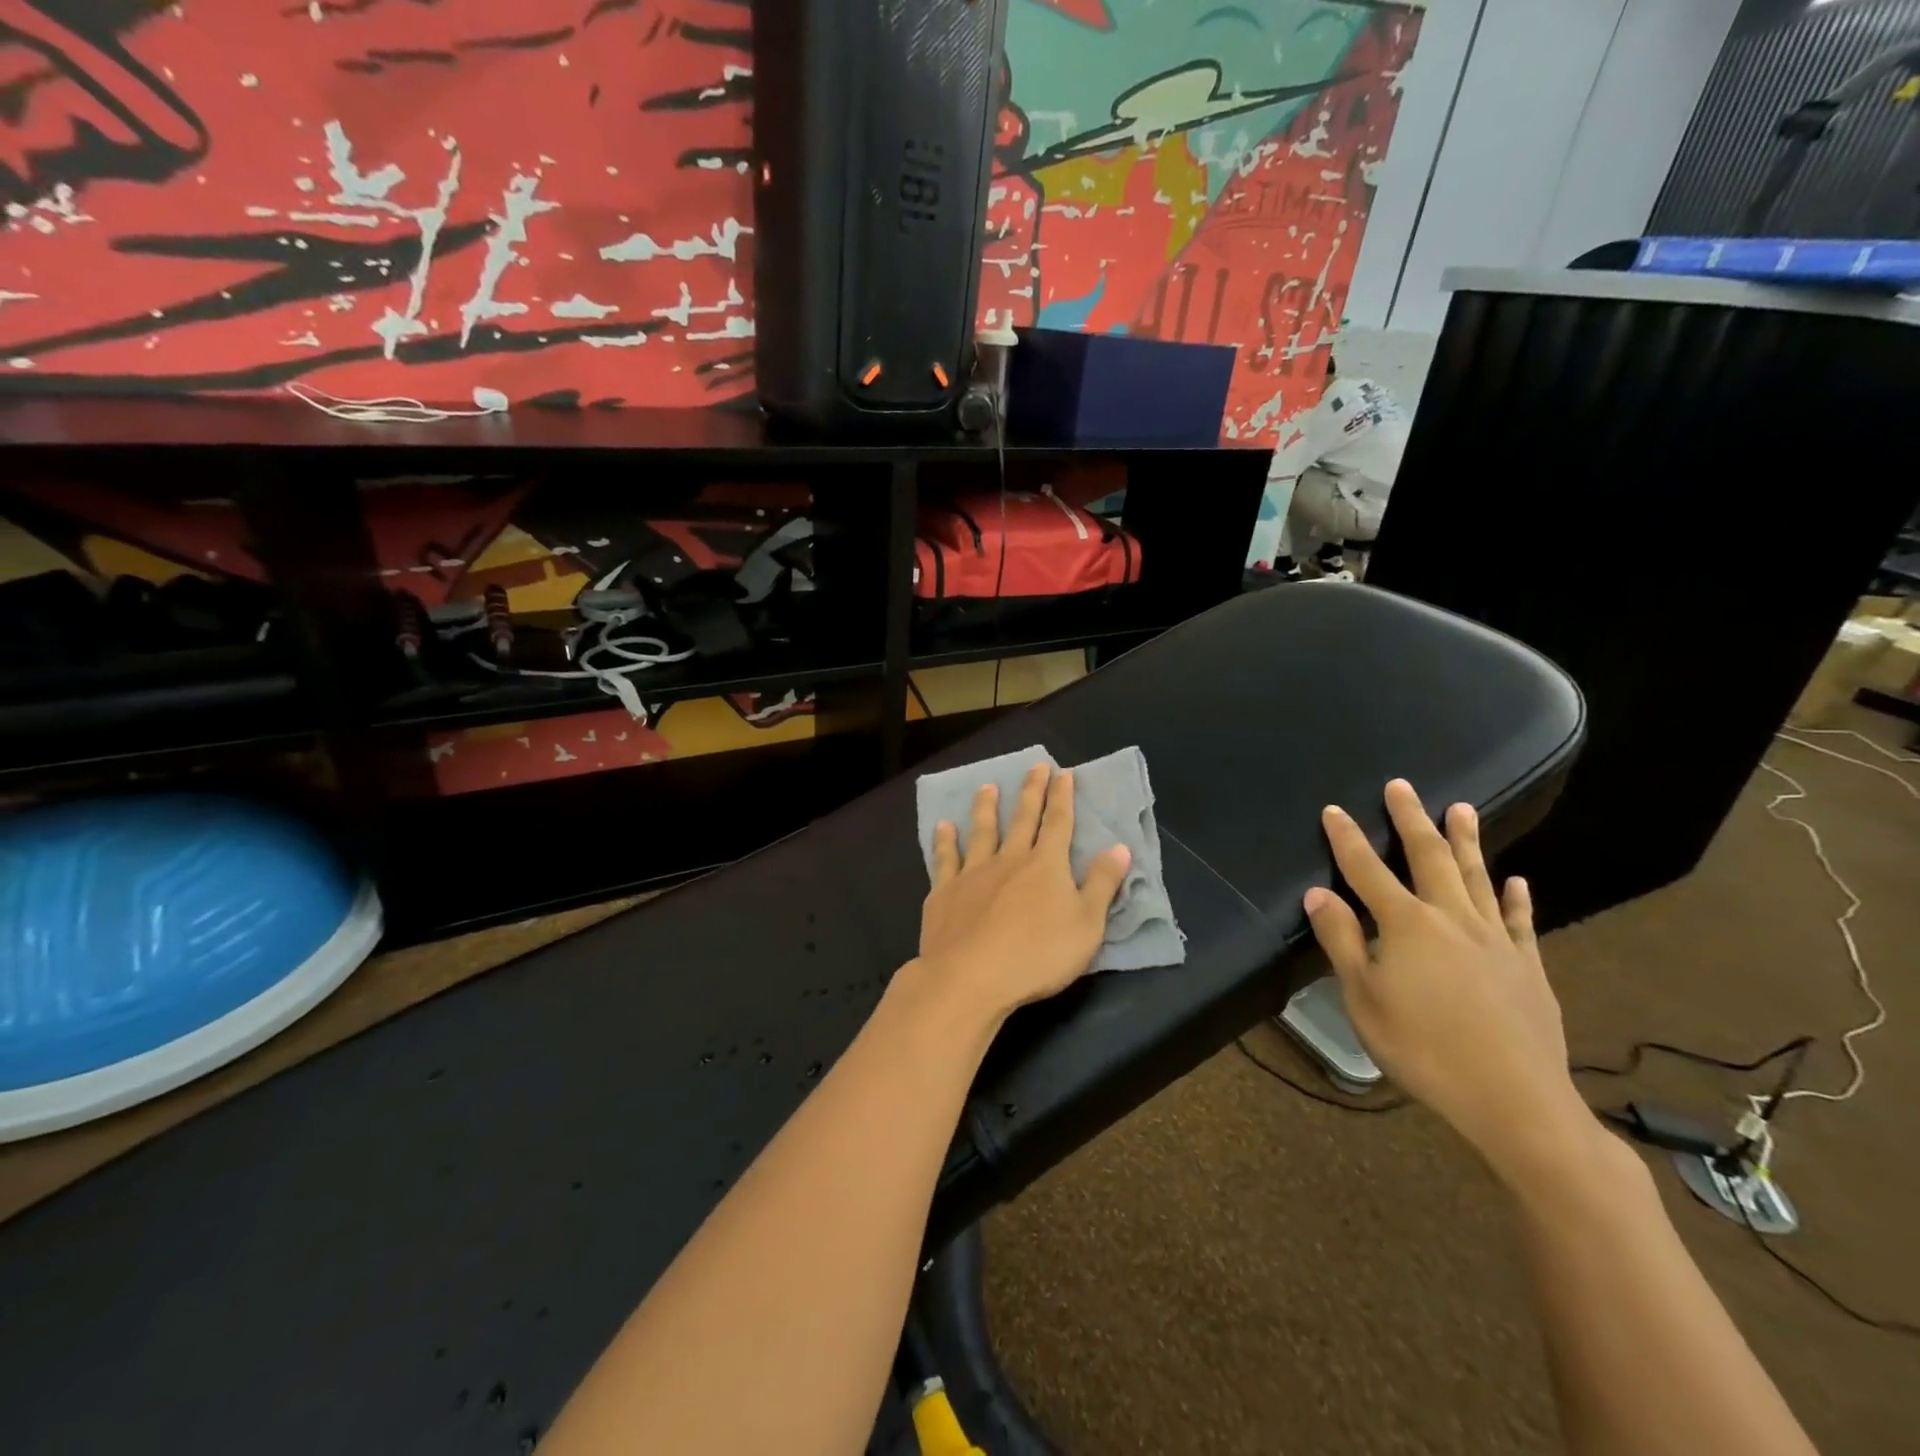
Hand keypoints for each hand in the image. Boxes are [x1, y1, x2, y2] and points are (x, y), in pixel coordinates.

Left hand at [917, 762, 1131, 1024]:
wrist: (971, 976)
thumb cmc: (1038, 954)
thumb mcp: (1086, 924)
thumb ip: (1102, 884)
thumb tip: (1119, 847)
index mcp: (1046, 866)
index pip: (1058, 823)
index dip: (1062, 798)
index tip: (1063, 773)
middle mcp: (1010, 860)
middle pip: (1022, 819)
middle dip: (1031, 792)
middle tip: (1034, 766)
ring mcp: (974, 873)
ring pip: (982, 832)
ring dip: (986, 808)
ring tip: (987, 787)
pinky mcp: (945, 892)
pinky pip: (945, 859)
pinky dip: (945, 841)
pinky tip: (943, 827)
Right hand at [1304, 779, 1591, 1187]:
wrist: (1515, 1102)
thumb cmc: (1423, 1050)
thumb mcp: (1364, 999)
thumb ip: (1341, 941)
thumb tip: (1318, 894)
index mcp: (1406, 926)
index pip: (1367, 871)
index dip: (1347, 839)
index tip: (1334, 810)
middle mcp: (1452, 920)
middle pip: (1428, 858)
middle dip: (1411, 820)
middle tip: (1402, 786)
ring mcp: (1496, 941)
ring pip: (1476, 878)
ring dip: (1465, 841)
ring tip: (1461, 808)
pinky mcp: (1528, 967)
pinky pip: (1520, 921)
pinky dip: (1516, 898)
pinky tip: (1517, 881)